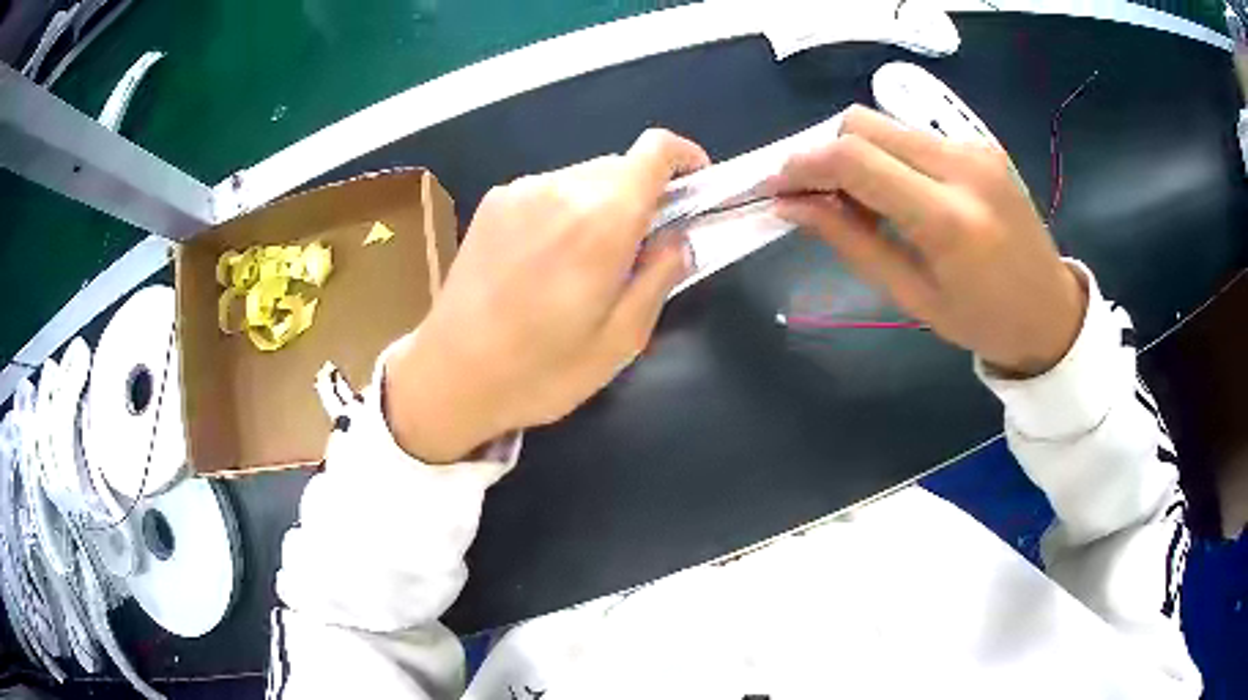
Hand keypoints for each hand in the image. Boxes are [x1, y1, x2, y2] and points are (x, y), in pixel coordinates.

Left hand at [384, 130, 707, 462]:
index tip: (695, 189)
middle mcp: (559, 188)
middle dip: (643, 196)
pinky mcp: (492, 202)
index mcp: (601, 218)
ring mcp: (519, 191)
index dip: (685, 158)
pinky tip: (547, 261)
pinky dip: (566, 210)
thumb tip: (677, 238)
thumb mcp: (621, 340)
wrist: (449, 376)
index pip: (654, 151)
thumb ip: (659, 276)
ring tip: (587, 264)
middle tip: (639, 250)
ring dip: (602, 205)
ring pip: (584, 177)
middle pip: (621, 166)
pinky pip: (549, 190)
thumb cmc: (541, 370)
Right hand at [775, 105, 1086, 377]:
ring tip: (860, 199)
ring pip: (886, 123)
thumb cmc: (982, 320)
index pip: (854, 159)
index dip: (803, 164)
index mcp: (947, 218)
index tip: (777, 186)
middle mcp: (962, 165)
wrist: (1051, 310)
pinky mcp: (981, 143)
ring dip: (857, 152)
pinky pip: (914, 134)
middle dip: (825, 151)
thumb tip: (791, 206)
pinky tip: (897, 191)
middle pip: (862, 123)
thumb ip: (850, 242)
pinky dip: (889, 154)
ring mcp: (975, 148)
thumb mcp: (911, 295)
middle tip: (816, 195)